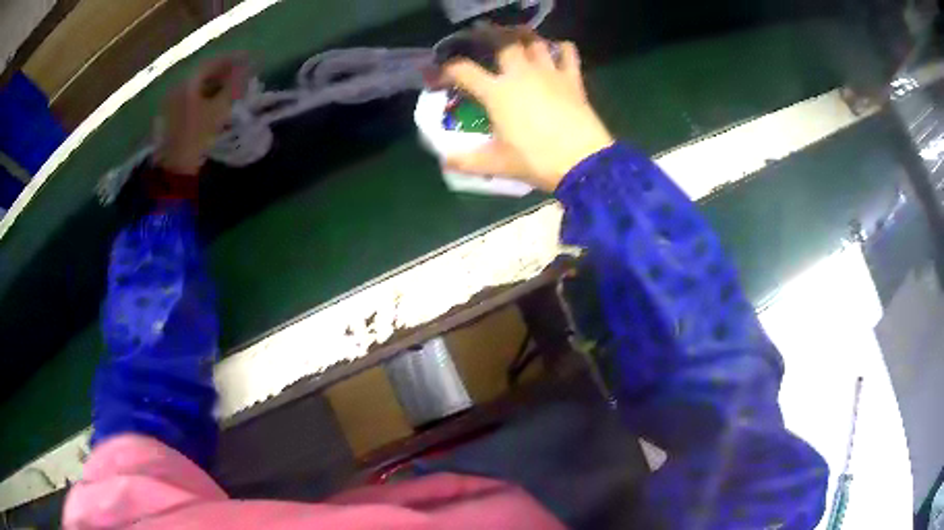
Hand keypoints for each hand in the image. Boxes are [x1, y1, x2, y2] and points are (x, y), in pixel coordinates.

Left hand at [154, 56, 249, 174]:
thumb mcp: (219, 109)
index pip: (212, 62)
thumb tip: (249, 64)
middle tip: (243, 74)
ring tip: (233, 87)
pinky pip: (193, 98)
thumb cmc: (196, 135)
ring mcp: (173, 102)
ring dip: (216, 84)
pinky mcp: (173, 116)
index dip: (232, 59)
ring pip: (199, 86)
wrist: (175, 167)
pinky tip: (217, 101)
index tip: (249, 59)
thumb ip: (234, 84)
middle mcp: (178, 88)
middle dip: (224, 71)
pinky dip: (207, 95)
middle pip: (204, 73)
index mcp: (187, 83)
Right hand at [442, 30, 612, 191]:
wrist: (583, 162)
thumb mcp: (498, 165)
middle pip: (503, 42)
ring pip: (534, 42)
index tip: (444, 73)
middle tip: (484, 36)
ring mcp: (548, 73)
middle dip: (490, 35)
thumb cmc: (536, 160)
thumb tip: (444, 162)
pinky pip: (567, 53)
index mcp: (497, 92)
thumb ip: (468, 161)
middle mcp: (520, 74)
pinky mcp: (572, 79)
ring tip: (518, 38)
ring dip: (524, 37)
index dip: (449, 69)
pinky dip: (562, 48)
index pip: (464, 71)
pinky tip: (558, 50)